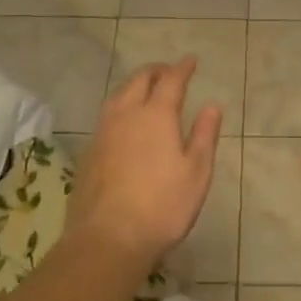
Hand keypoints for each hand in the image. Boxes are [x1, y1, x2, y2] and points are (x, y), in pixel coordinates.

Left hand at [70, 56, 222, 274]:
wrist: (107, 239)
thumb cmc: (162, 207)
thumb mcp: (196, 173)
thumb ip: (203, 135)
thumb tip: (212, 106)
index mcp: (156, 116)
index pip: (170, 81)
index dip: (182, 68)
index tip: (190, 60)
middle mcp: (126, 115)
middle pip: (139, 81)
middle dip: (155, 71)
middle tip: (168, 71)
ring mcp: (103, 133)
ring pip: (118, 96)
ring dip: (134, 86)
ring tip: (145, 90)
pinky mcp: (89, 153)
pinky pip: (107, 117)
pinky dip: (120, 108)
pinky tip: (124, 123)